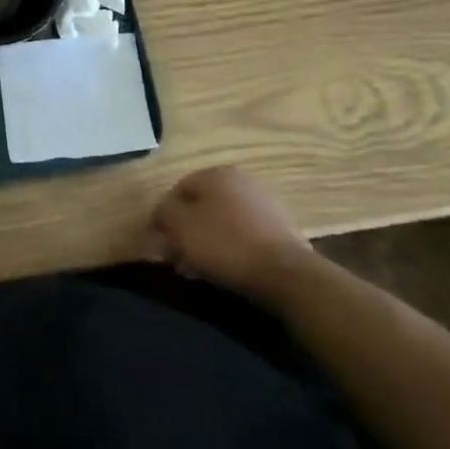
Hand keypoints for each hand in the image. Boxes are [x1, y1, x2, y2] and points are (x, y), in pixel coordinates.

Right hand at [150, 167, 312, 301]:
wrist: (288, 275)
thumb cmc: (225, 244)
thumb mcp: (180, 226)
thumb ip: (163, 214)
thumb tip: (161, 215)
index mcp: (215, 172)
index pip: (178, 190)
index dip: (165, 217)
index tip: (161, 244)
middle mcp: (241, 180)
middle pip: (202, 206)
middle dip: (188, 232)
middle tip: (179, 259)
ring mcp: (266, 204)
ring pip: (224, 222)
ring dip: (209, 242)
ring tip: (201, 270)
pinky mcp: (283, 230)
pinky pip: (245, 236)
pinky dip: (232, 249)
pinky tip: (228, 270)